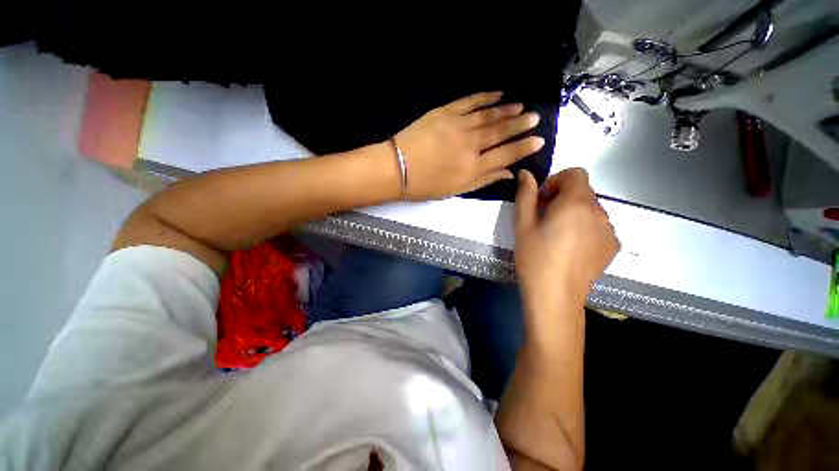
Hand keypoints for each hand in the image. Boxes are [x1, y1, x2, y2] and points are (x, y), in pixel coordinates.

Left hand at [394, 92, 544, 199]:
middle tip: (535, 117)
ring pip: (488, 116)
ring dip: (507, 110)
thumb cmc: (426, 185)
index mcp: (472, 168)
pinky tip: (498, 93)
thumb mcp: (456, 190)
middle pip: (500, 133)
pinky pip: (469, 101)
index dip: (523, 147)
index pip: (505, 155)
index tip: (539, 140)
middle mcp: (469, 146)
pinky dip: (485, 97)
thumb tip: (508, 173)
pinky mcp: (444, 112)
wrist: (398, 168)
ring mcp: (457, 126)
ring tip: (521, 105)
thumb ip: (483, 180)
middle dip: (520, 125)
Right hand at [514, 168, 619, 311]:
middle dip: (563, 198)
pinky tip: (571, 248)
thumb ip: (525, 195)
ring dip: (574, 213)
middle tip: (544, 219)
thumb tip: (526, 173)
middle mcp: (600, 212)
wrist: (555, 295)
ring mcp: (610, 231)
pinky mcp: (613, 247)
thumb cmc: (534, 257)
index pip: (576, 173)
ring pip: (591, 210)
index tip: (542, 199)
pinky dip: (586, 228)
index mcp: (576, 203)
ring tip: (557, 235)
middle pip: (583, 192)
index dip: (556, 181)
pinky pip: (599, 227)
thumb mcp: (523, 224)